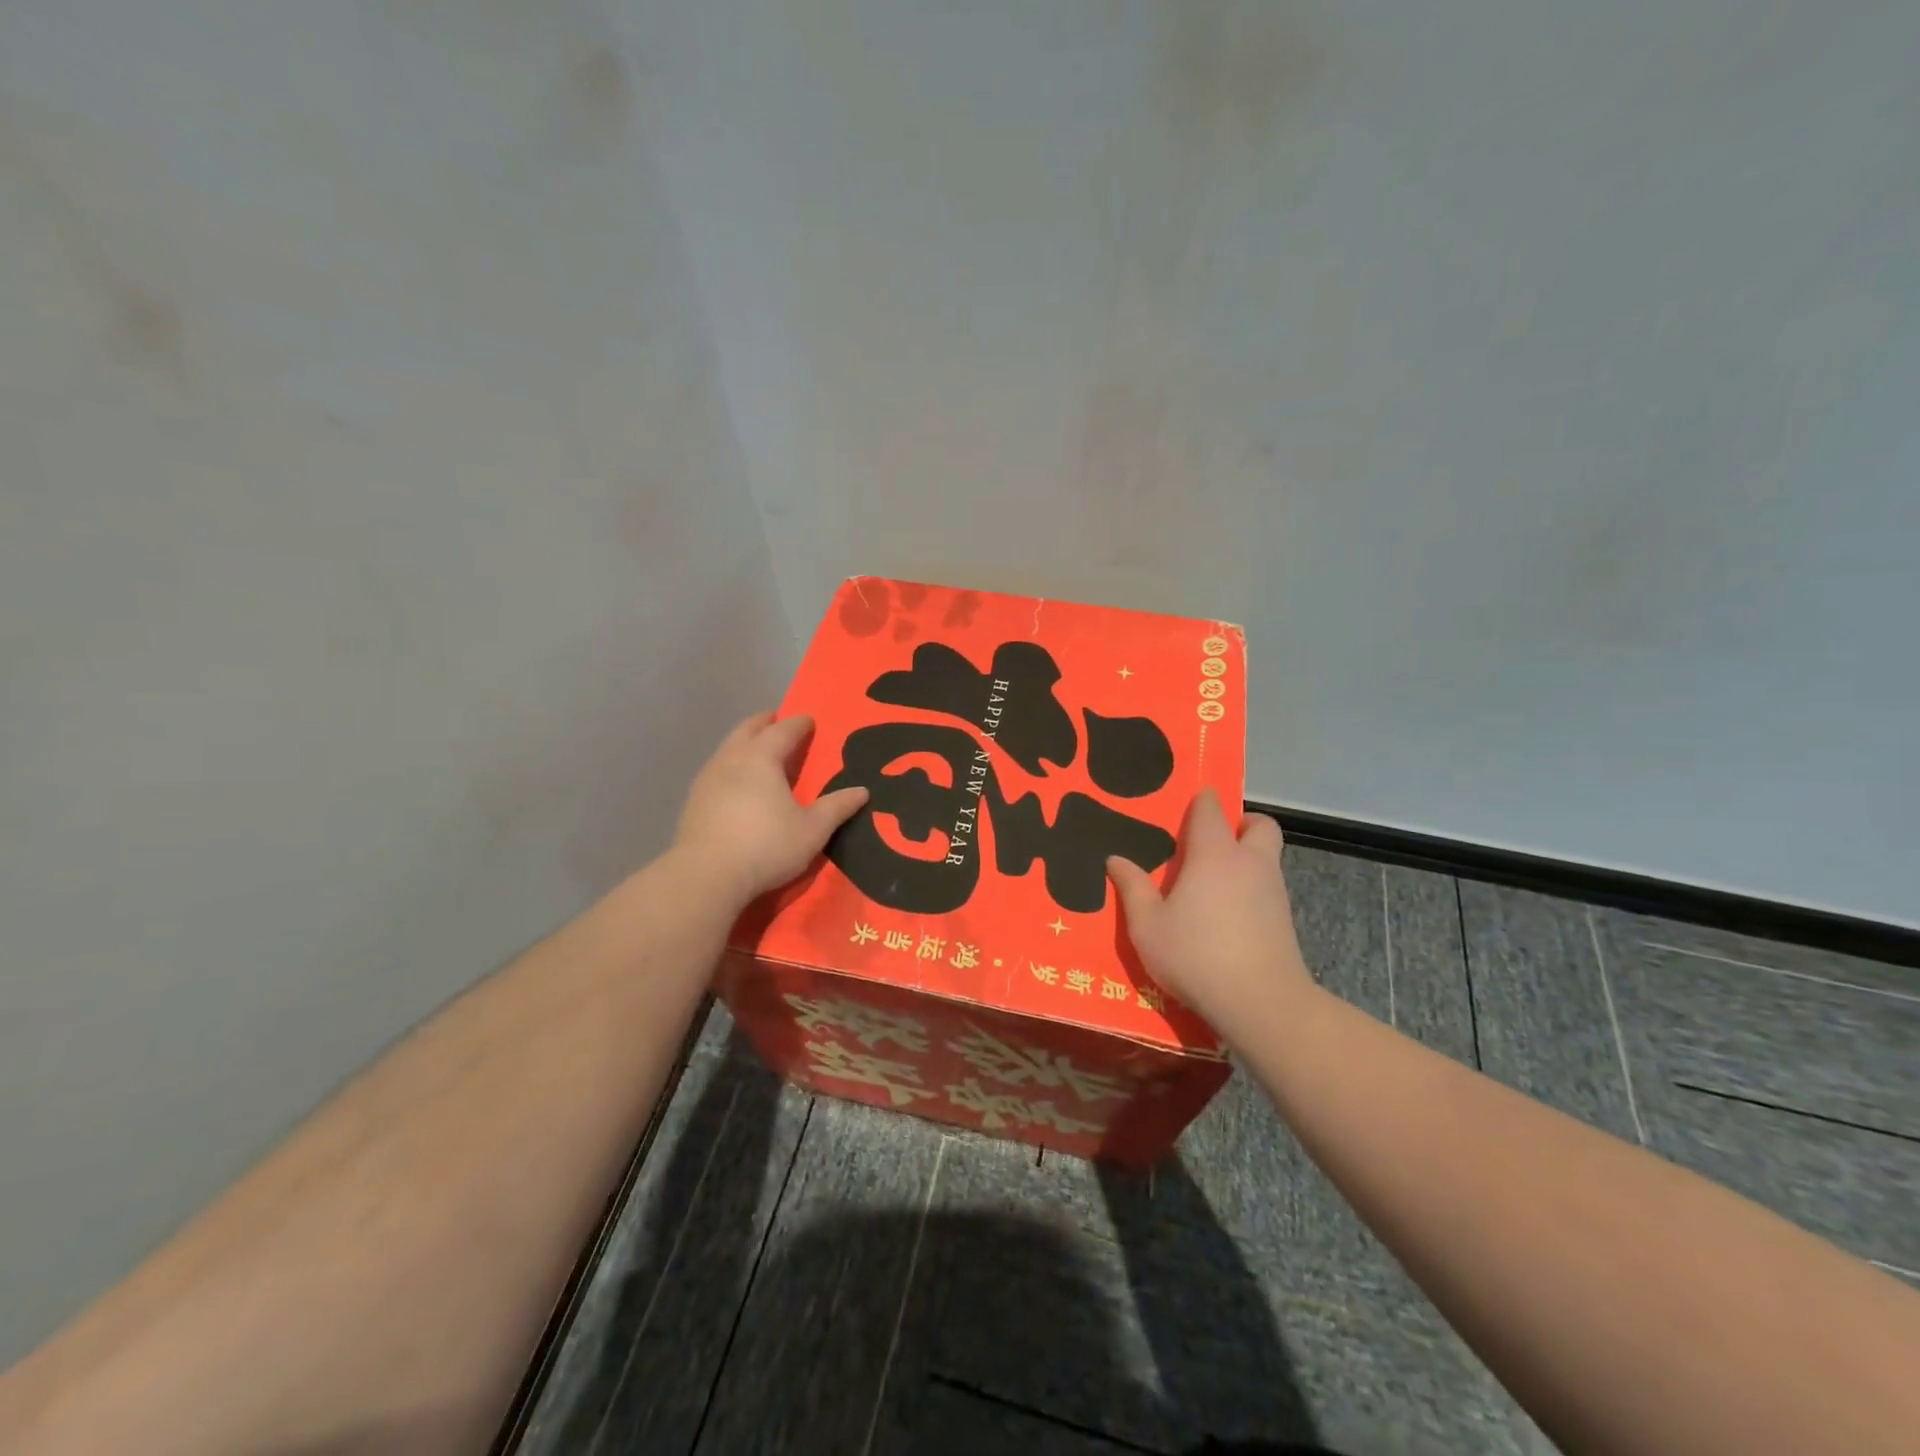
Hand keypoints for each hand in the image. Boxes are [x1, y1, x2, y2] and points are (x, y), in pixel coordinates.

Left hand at [673, 712, 868, 903]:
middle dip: (764, 723)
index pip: (783, 730)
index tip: (809, 720)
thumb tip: (862, 792)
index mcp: (762, 758)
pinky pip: (716, 770)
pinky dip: (730, 765)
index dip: (798, 723)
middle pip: (748, 730)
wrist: (706, 875)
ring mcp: (707, 779)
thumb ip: (837, 808)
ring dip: (744, 742)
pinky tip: (736, 783)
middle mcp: (732, 759)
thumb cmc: (766, 846)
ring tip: (757, 751)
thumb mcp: (812, 830)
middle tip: (777, 721)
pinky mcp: (693, 801)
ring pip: (727, 748)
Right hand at [1107, 791, 1317, 1038]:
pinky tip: (1229, 916)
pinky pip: (1269, 887)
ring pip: (1267, 857)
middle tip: (1212, 843)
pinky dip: (1253, 889)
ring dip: (1247, 858)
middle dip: (1241, 824)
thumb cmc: (1196, 955)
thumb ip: (1132, 888)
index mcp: (1214, 854)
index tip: (1186, 806)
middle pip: (1259, 824)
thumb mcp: (1148, 926)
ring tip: (1214, 884)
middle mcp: (1250, 862)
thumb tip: (1115, 859)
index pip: (1212, 809)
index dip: (1201, 801)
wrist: (1261, 1003)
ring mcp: (1274, 891)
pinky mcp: (1285, 920)